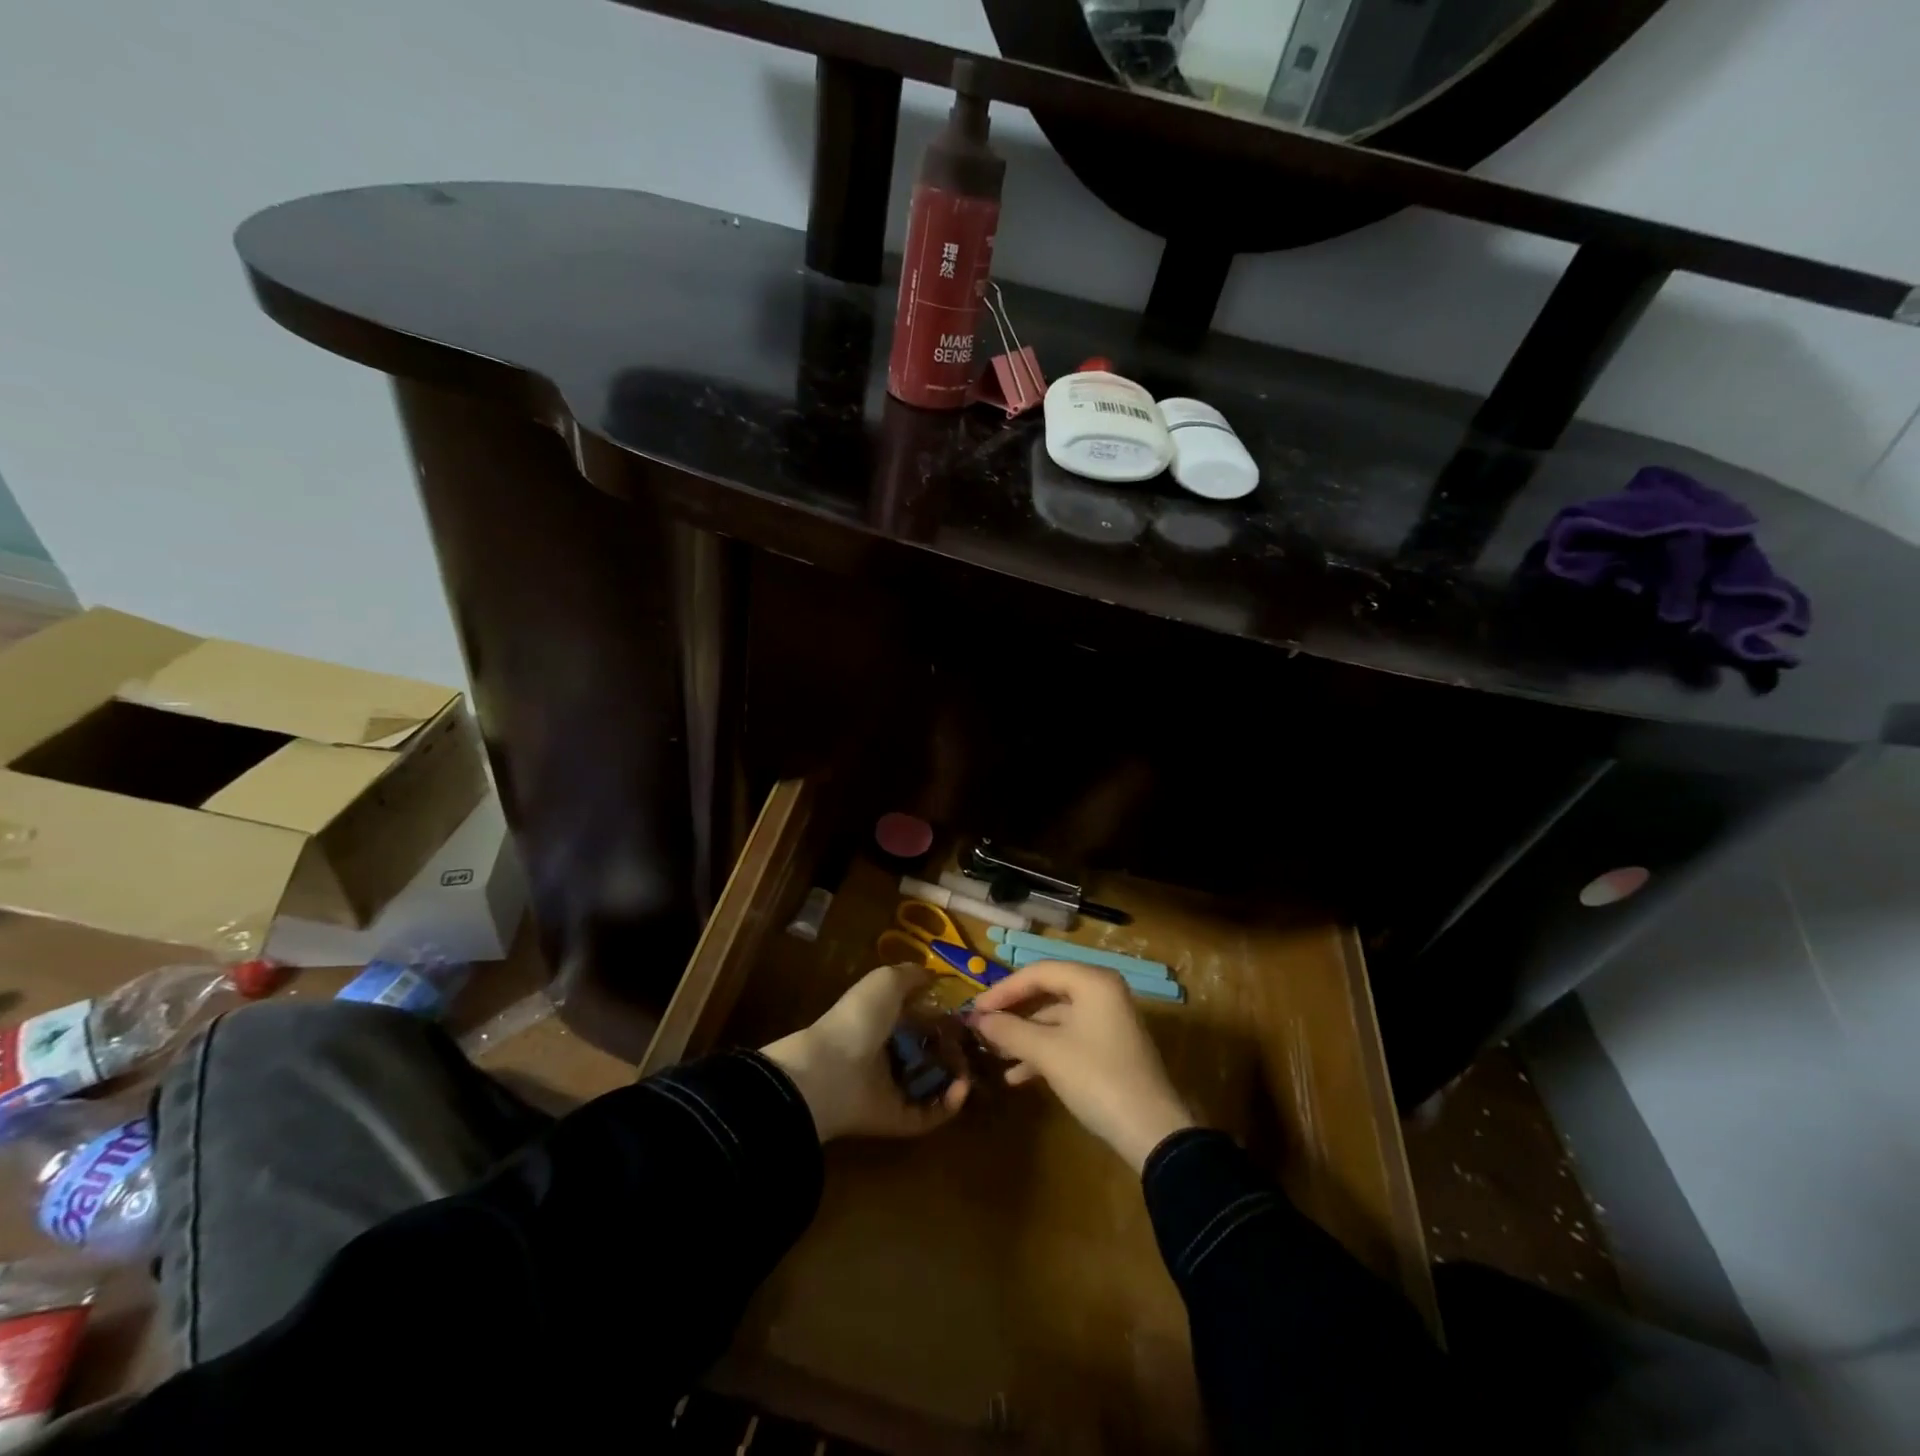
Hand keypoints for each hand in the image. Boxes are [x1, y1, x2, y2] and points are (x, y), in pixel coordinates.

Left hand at [762, 964, 968, 1141]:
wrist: (830, 1072)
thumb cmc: (859, 1019)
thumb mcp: (885, 981)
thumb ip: (911, 975)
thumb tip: (934, 975)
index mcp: (881, 1021)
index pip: (918, 1018)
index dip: (942, 1016)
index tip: (967, 1015)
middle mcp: (887, 1054)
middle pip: (928, 1052)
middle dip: (954, 1048)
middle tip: (975, 1045)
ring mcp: (891, 1089)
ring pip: (933, 1084)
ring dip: (957, 1077)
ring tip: (971, 1069)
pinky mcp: (898, 1119)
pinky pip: (930, 1114)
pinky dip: (949, 1105)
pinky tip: (962, 1088)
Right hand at [966, 960, 1194, 1171]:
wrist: (1152, 1132)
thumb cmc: (1097, 1078)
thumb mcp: (1047, 1052)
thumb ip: (1010, 1030)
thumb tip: (977, 1019)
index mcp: (1093, 982)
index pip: (1039, 972)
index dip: (1004, 989)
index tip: (976, 1008)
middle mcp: (1102, 993)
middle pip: (1048, 992)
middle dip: (1013, 1013)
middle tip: (982, 1028)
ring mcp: (1108, 1022)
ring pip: (1056, 1019)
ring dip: (1025, 1036)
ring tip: (994, 1054)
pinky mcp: (1110, 1049)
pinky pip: (1069, 1039)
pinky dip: (1044, 1052)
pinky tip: (1017, 1076)